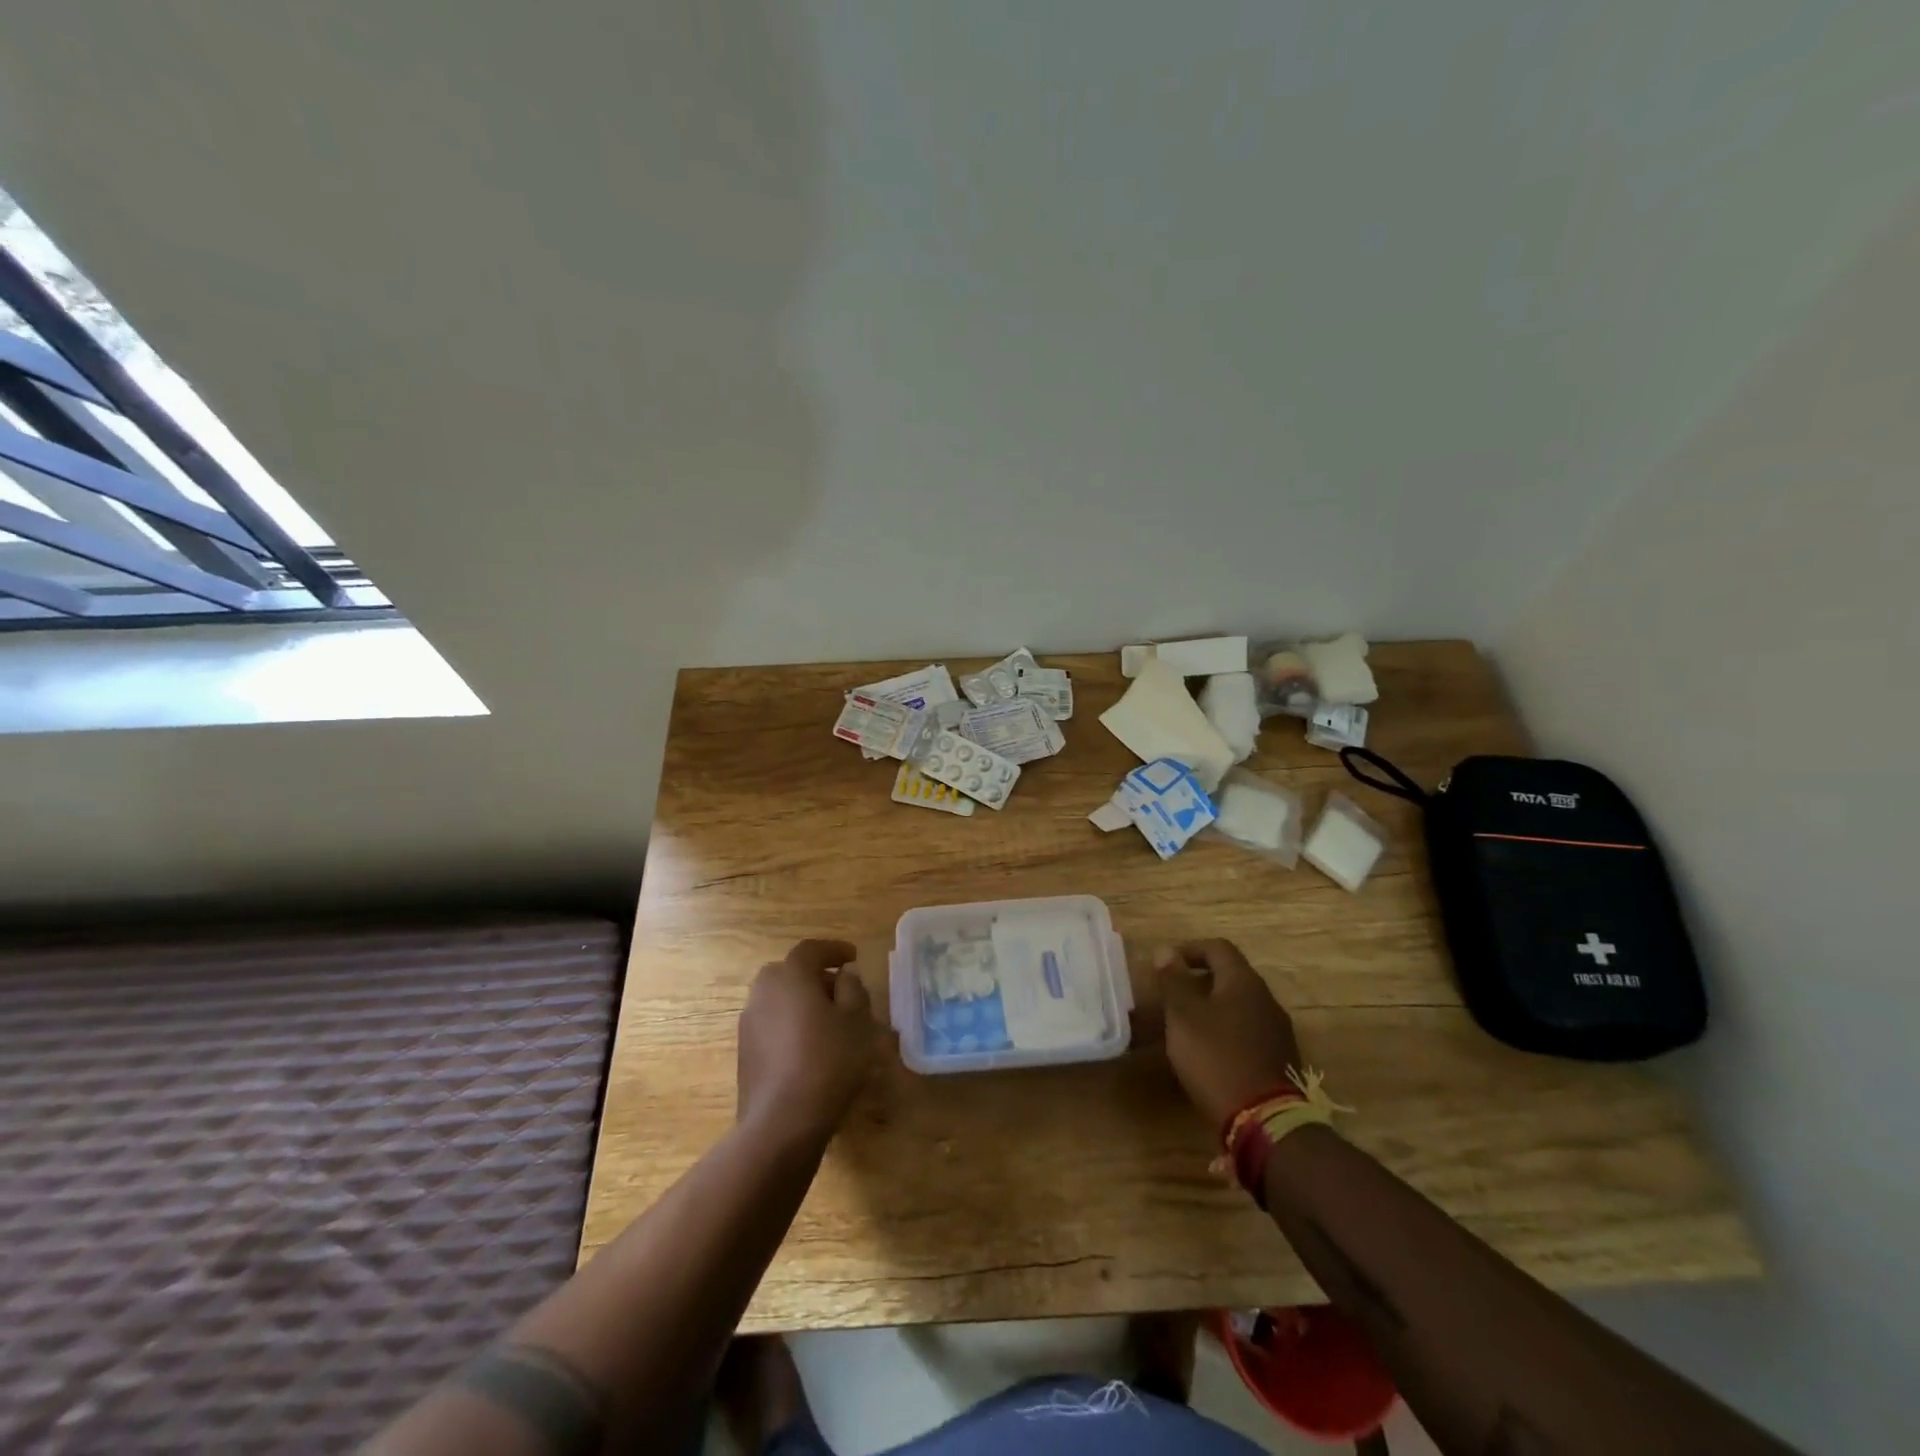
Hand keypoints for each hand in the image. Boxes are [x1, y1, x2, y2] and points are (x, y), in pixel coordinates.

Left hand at [737, 939, 875, 1145]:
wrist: (781, 1122)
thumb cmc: (828, 1061)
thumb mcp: (856, 1020)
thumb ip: (853, 989)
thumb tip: (843, 977)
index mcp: (790, 975)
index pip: (811, 949)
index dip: (834, 950)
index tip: (853, 957)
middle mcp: (763, 991)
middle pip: (791, 973)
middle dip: (817, 978)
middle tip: (842, 993)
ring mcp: (749, 1023)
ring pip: (780, 1000)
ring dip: (803, 1003)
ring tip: (830, 1024)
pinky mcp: (745, 1052)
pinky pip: (773, 1025)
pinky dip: (792, 1026)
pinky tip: (811, 1049)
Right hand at [1158, 939, 1303, 1129]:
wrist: (1265, 1121)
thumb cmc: (1217, 1058)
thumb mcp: (1184, 1016)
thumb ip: (1173, 981)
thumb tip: (1165, 950)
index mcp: (1243, 982)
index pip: (1217, 947)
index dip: (1189, 950)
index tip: (1165, 965)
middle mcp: (1266, 999)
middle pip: (1231, 975)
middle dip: (1199, 979)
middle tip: (1172, 996)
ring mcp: (1277, 1030)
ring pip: (1240, 1004)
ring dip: (1213, 1006)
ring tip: (1187, 1025)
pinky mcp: (1279, 1058)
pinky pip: (1248, 1030)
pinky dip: (1226, 1030)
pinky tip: (1210, 1051)